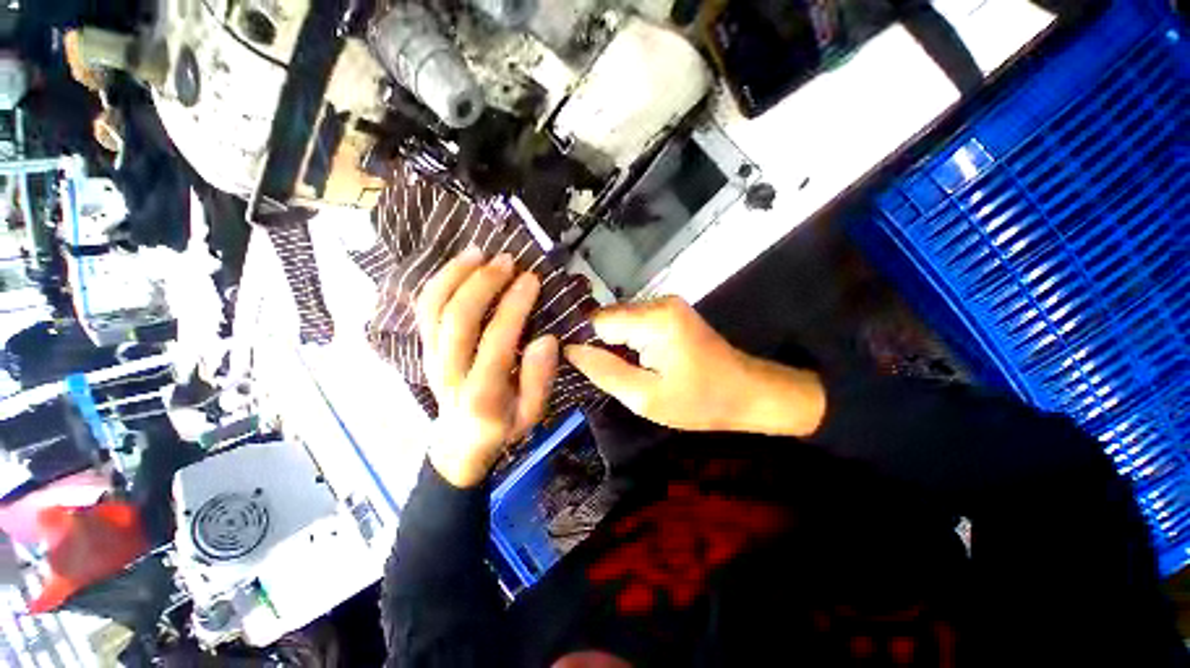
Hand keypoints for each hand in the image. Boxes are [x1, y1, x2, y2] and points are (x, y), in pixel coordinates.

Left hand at [417, 248, 558, 487]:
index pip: (496, 341)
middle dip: (484, 283)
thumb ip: (540, 379)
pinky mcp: (424, 347)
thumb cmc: (503, 425)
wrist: (459, 440)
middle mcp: (449, 372)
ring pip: (434, 308)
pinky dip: (439, 281)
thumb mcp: (533, 414)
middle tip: (508, 261)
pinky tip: (460, 262)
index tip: (532, 279)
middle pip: (458, 319)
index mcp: (483, 395)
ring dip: (456, 275)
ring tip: (480, 252)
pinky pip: (424, 308)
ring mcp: (431, 357)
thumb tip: (546, 339)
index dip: (514, 306)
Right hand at [564, 297, 825, 436]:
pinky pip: (635, 323)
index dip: (582, 342)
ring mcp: (667, 305)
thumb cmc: (700, 401)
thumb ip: (604, 371)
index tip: (574, 365)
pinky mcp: (671, 312)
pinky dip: (628, 341)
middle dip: (599, 344)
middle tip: (599, 374)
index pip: (597, 321)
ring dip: (614, 344)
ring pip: (620, 320)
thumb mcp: (645, 397)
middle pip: (608, 318)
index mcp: (654, 319)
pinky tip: (634, 361)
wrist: (748, 393)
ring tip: (617, 370)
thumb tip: (569, 350)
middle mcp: (658, 302)